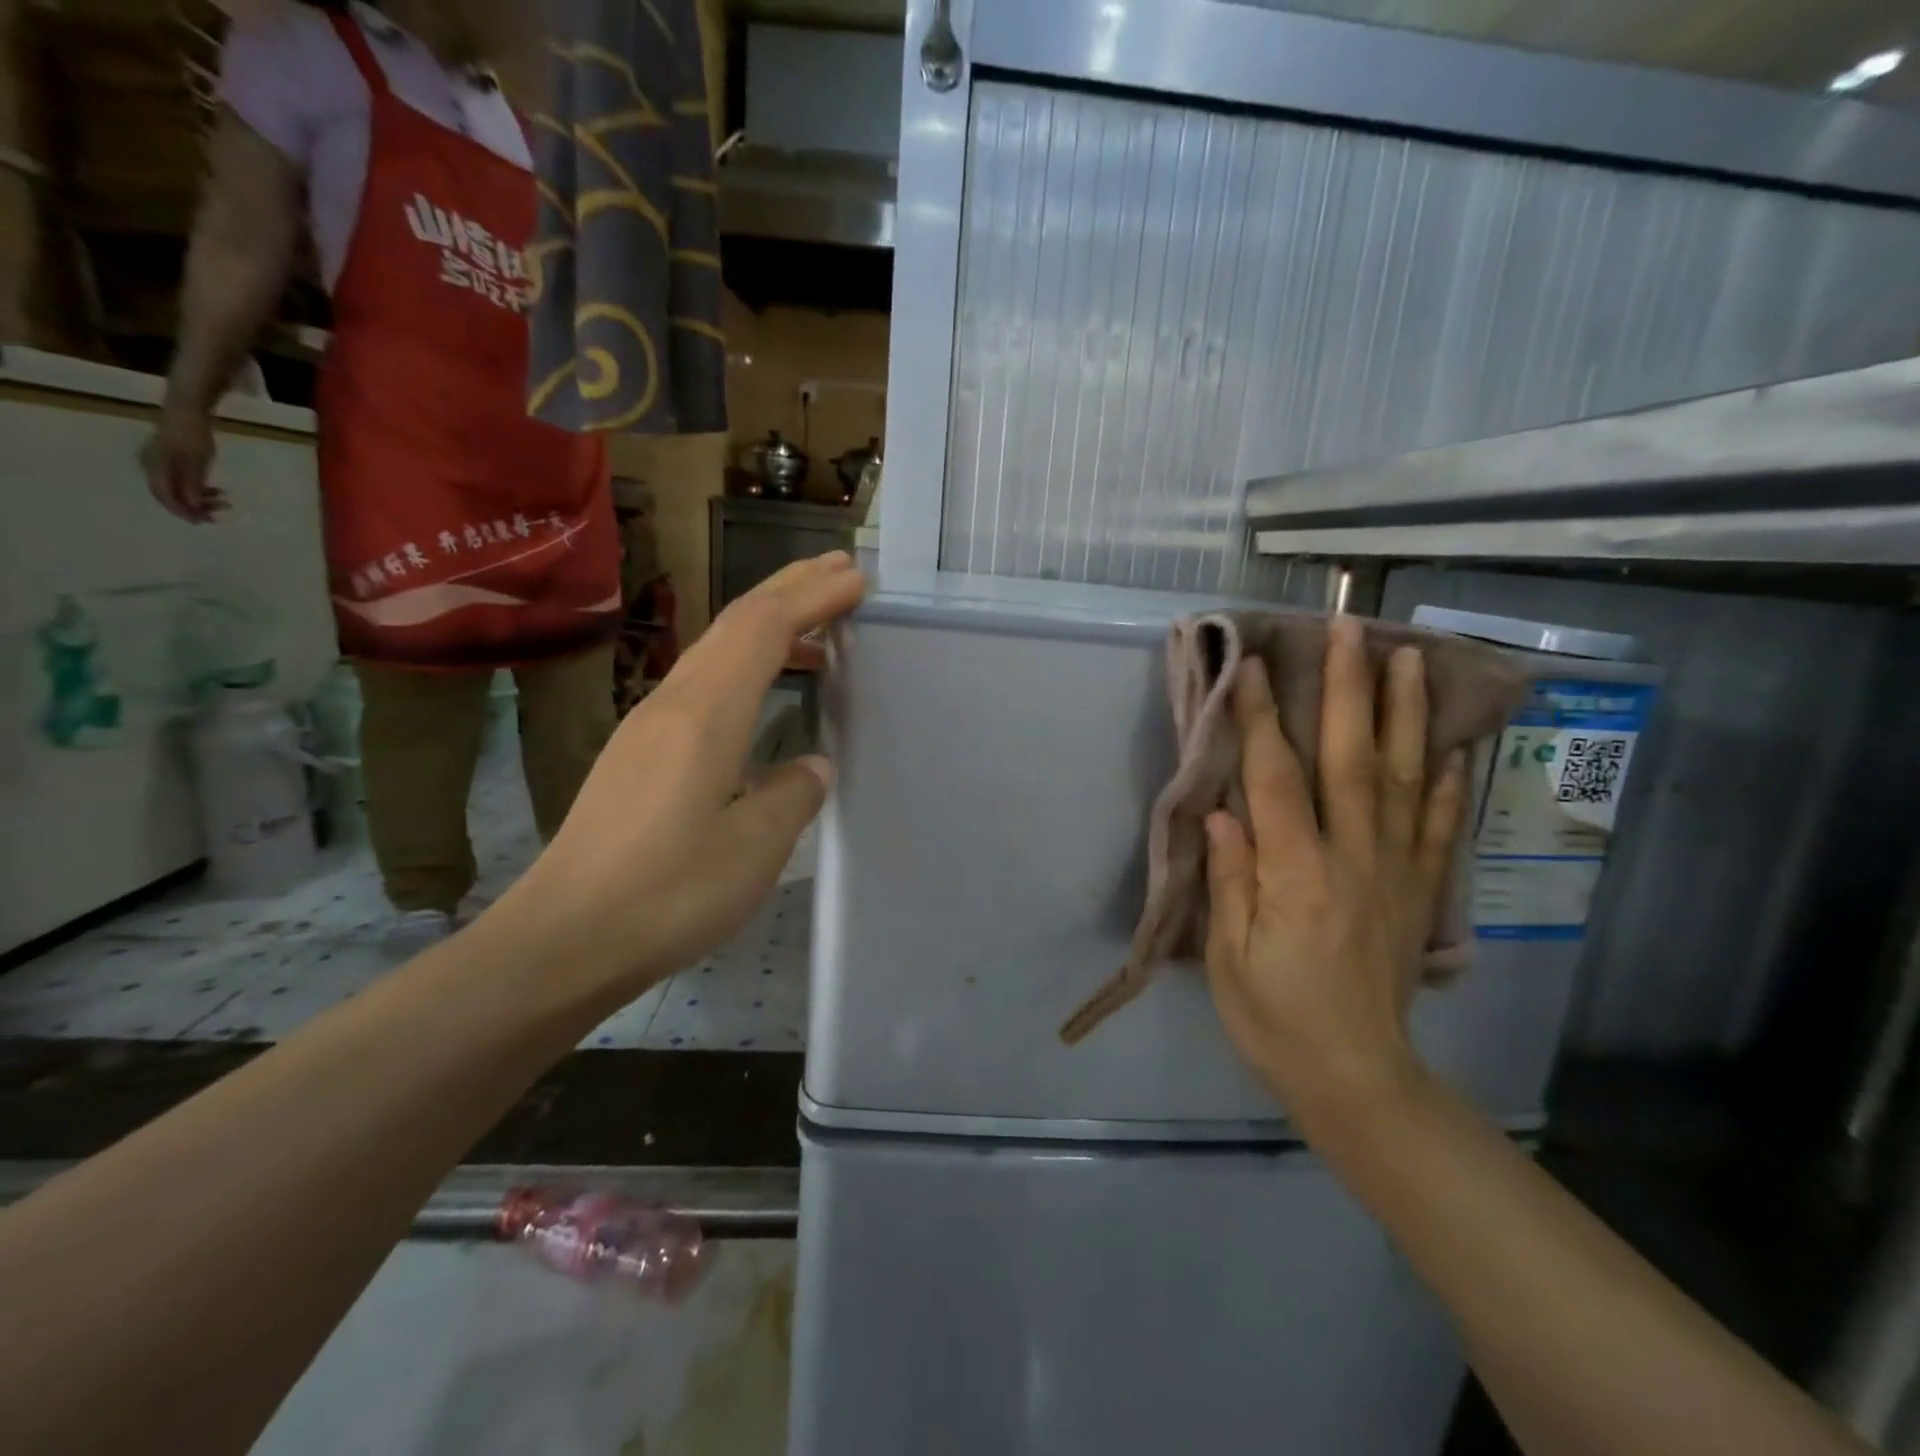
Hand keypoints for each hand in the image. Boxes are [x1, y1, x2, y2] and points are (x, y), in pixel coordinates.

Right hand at [140, 409, 225, 521]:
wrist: (187, 412)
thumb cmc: (192, 434)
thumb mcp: (197, 460)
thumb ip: (193, 482)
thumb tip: (193, 505)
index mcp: (154, 466)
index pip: (164, 496)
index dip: (182, 511)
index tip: (203, 521)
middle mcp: (152, 466)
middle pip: (170, 495)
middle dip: (193, 508)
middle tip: (218, 515)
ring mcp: (159, 463)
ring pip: (177, 489)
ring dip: (199, 499)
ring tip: (225, 502)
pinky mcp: (170, 461)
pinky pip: (181, 481)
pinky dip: (199, 489)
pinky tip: (218, 492)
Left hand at [499, 552, 865, 1001]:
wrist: (562, 939)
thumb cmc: (666, 895)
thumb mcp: (753, 849)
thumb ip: (793, 795)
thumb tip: (810, 765)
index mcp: (705, 716)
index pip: (764, 630)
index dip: (812, 598)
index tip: (855, 580)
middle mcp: (672, 703)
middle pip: (734, 623)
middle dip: (789, 589)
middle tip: (840, 571)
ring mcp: (648, 726)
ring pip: (715, 650)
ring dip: (767, 626)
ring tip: (817, 630)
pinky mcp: (638, 753)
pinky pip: (702, 683)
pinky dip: (745, 666)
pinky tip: (763, 695)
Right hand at [1203, 617, 1468, 1123]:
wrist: (1356, 1078)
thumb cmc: (1275, 1019)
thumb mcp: (1228, 957)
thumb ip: (1231, 878)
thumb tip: (1223, 810)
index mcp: (1297, 877)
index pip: (1278, 781)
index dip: (1266, 720)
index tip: (1256, 666)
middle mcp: (1354, 861)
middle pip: (1354, 762)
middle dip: (1350, 690)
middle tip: (1349, 629)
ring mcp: (1395, 873)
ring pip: (1406, 781)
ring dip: (1406, 715)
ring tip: (1408, 658)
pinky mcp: (1417, 892)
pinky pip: (1439, 828)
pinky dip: (1450, 782)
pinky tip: (1455, 744)